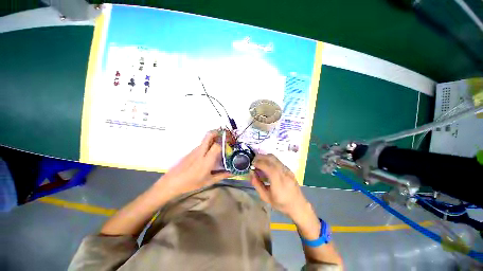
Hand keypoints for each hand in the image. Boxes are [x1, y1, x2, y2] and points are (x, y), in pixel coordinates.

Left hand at [155, 131, 230, 197]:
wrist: (172, 182)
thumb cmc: (192, 183)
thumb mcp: (209, 181)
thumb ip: (221, 175)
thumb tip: (232, 173)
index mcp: (206, 160)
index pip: (216, 145)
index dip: (224, 143)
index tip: (228, 144)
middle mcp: (201, 152)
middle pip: (209, 135)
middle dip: (217, 132)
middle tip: (224, 135)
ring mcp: (195, 150)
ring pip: (205, 139)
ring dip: (213, 138)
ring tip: (219, 144)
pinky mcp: (191, 151)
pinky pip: (202, 144)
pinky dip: (208, 144)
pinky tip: (209, 152)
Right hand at [250, 154, 310, 219]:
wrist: (298, 205)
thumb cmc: (281, 204)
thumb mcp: (266, 197)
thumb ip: (257, 185)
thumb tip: (251, 173)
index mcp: (279, 183)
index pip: (269, 168)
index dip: (259, 164)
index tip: (252, 164)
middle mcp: (284, 174)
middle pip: (272, 159)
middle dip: (261, 157)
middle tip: (254, 161)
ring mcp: (288, 171)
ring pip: (275, 158)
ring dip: (265, 157)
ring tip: (259, 162)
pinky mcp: (289, 170)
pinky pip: (278, 161)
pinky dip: (270, 160)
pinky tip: (266, 165)